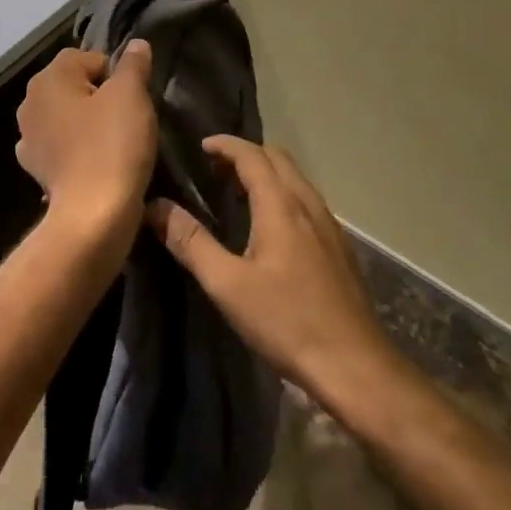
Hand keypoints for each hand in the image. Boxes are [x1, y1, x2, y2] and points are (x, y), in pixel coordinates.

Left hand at [16, 42, 157, 262]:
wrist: (92, 215)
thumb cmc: (113, 145)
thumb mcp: (132, 95)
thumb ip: (133, 64)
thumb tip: (136, 45)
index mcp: (49, 78)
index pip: (88, 57)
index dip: (115, 73)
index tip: (133, 97)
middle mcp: (30, 102)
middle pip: (74, 85)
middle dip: (100, 96)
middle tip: (128, 118)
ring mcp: (28, 137)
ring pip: (68, 115)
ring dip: (88, 123)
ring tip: (114, 142)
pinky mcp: (36, 168)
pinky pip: (62, 146)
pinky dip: (77, 149)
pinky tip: (95, 163)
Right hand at [148, 137, 398, 409]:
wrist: (354, 364)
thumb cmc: (286, 321)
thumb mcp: (227, 285)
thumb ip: (191, 242)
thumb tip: (155, 207)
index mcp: (281, 205)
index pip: (252, 155)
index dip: (226, 145)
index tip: (201, 147)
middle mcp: (308, 204)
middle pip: (278, 159)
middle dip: (245, 155)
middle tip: (214, 171)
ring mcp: (329, 225)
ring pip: (295, 180)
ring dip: (266, 175)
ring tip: (236, 196)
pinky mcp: (339, 247)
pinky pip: (306, 201)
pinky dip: (283, 195)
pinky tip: (269, 229)